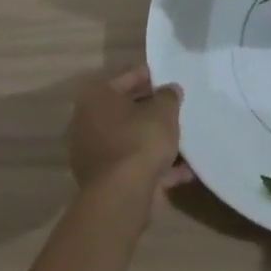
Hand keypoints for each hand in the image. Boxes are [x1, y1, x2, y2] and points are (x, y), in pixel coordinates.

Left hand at [67, 65, 191, 212]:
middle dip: (151, 109)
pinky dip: (155, 167)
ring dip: (153, 139)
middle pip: (125, 110)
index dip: (149, 75)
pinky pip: (133, 165)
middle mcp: (87, 123)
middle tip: (175, 106)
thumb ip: (169, 96)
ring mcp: (93, 154)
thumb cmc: (140, 139)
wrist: (122, 195)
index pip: (126, 77)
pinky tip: (183, 171)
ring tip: (182, 138)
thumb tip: (170, 90)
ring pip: (129, 139)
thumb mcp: (164, 110)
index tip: (169, 76)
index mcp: (96, 98)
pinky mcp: (104, 181)